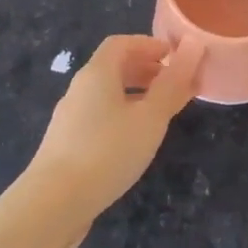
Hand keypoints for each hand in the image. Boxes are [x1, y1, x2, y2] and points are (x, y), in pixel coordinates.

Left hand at [28, 34, 206, 244]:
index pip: (121, 43)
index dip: (149, 44)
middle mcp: (80, 89)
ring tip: (161, 113)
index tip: (175, 56)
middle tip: (175, 84)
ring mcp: (70, 118)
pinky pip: (99, 117)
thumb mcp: (150, 117)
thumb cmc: (107, 151)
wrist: (53, 204)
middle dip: (146, 69)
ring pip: (107, 94)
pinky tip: (134, 141)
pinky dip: (122, 116)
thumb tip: (194, 45)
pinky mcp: (66, 145)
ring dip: (136, 95)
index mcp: (97, 73)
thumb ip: (173, 83)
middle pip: (113, 67)